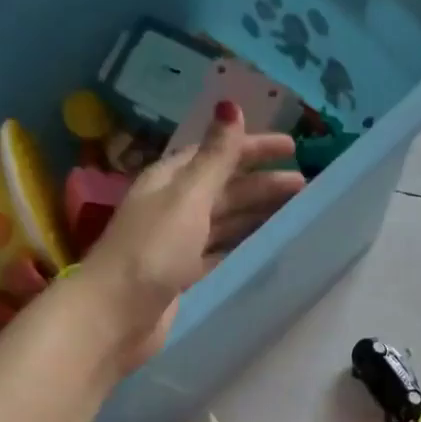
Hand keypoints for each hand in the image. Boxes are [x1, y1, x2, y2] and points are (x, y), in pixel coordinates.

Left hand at [80, 102, 302, 368]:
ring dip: (257, 215)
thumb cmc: (151, 251)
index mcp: (170, 181)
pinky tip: (266, 247)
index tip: (292, 147)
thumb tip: (230, 105)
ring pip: (227, 222)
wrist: (116, 315)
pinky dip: (244, 246)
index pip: (218, 155)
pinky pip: (223, 252)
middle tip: (304, 185)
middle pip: (226, 189)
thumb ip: (214, 158)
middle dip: (263, 184)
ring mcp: (179, 244)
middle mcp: (174, 208)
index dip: (253, 148)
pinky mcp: (185, 276)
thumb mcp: (187, 198)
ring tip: (294, 214)